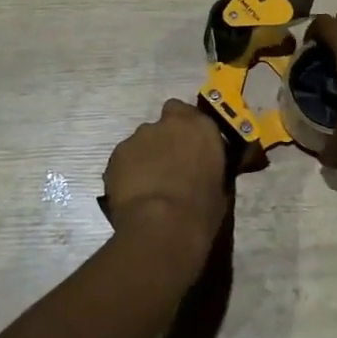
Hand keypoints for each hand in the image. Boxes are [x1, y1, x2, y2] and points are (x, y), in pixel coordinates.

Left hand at [103, 100, 230, 252]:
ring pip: (141, 141)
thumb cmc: (201, 209)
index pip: (188, 112)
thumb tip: (202, 169)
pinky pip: (124, 159)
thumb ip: (208, 166)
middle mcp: (168, 124)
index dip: (185, 127)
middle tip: (168, 165)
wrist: (162, 225)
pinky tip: (132, 193)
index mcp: (200, 127)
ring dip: (145, 156)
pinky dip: (127, 170)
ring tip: (148, 185)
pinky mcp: (116, 154)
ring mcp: (139, 137)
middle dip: (164, 139)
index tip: (187, 145)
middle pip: (162, 123)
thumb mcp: (220, 185)